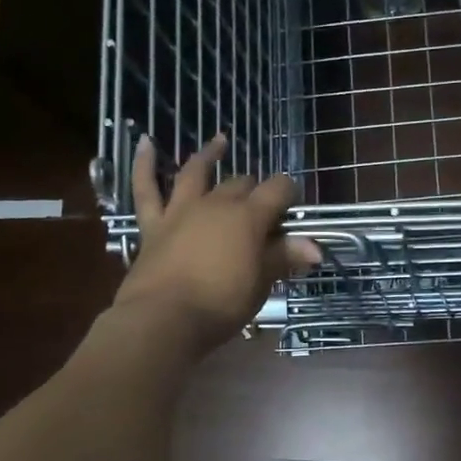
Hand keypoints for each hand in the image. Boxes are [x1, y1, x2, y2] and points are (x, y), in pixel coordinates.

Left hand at [112, 133, 321, 350]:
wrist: (164, 318)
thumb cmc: (221, 304)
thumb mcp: (260, 283)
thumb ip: (283, 258)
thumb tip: (315, 247)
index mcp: (249, 217)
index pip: (278, 189)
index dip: (290, 192)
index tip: (294, 206)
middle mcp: (216, 204)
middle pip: (241, 183)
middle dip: (255, 189)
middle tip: (262, 206)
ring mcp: (181, 210)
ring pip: (196, 173)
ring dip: (209, 155)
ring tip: (220, 141)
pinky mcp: (153, 225)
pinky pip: (146, 189)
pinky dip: (144, 164)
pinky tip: (145, 143)